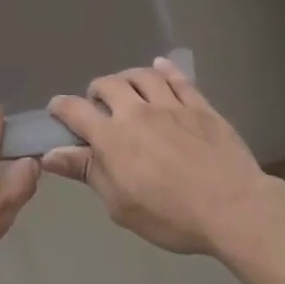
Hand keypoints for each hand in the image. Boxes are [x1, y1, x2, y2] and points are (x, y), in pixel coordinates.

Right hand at [43, 57, 279, 254]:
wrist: (233, 208)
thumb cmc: (171, 216)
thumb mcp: (120, 204)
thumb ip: (87, 172)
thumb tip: (51, 155)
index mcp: (111, 137)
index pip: (75, 110)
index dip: (60, 107)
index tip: (56, 111)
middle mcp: (136, 112)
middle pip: (107, 84)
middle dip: (96, 91)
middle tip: (98, 104)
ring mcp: (170, 105)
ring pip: (142, 75)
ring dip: (128, 77)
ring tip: (128, 88)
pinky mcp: (200, 106)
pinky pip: (179, 79)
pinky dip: (165, 70)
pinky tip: (160, 68)